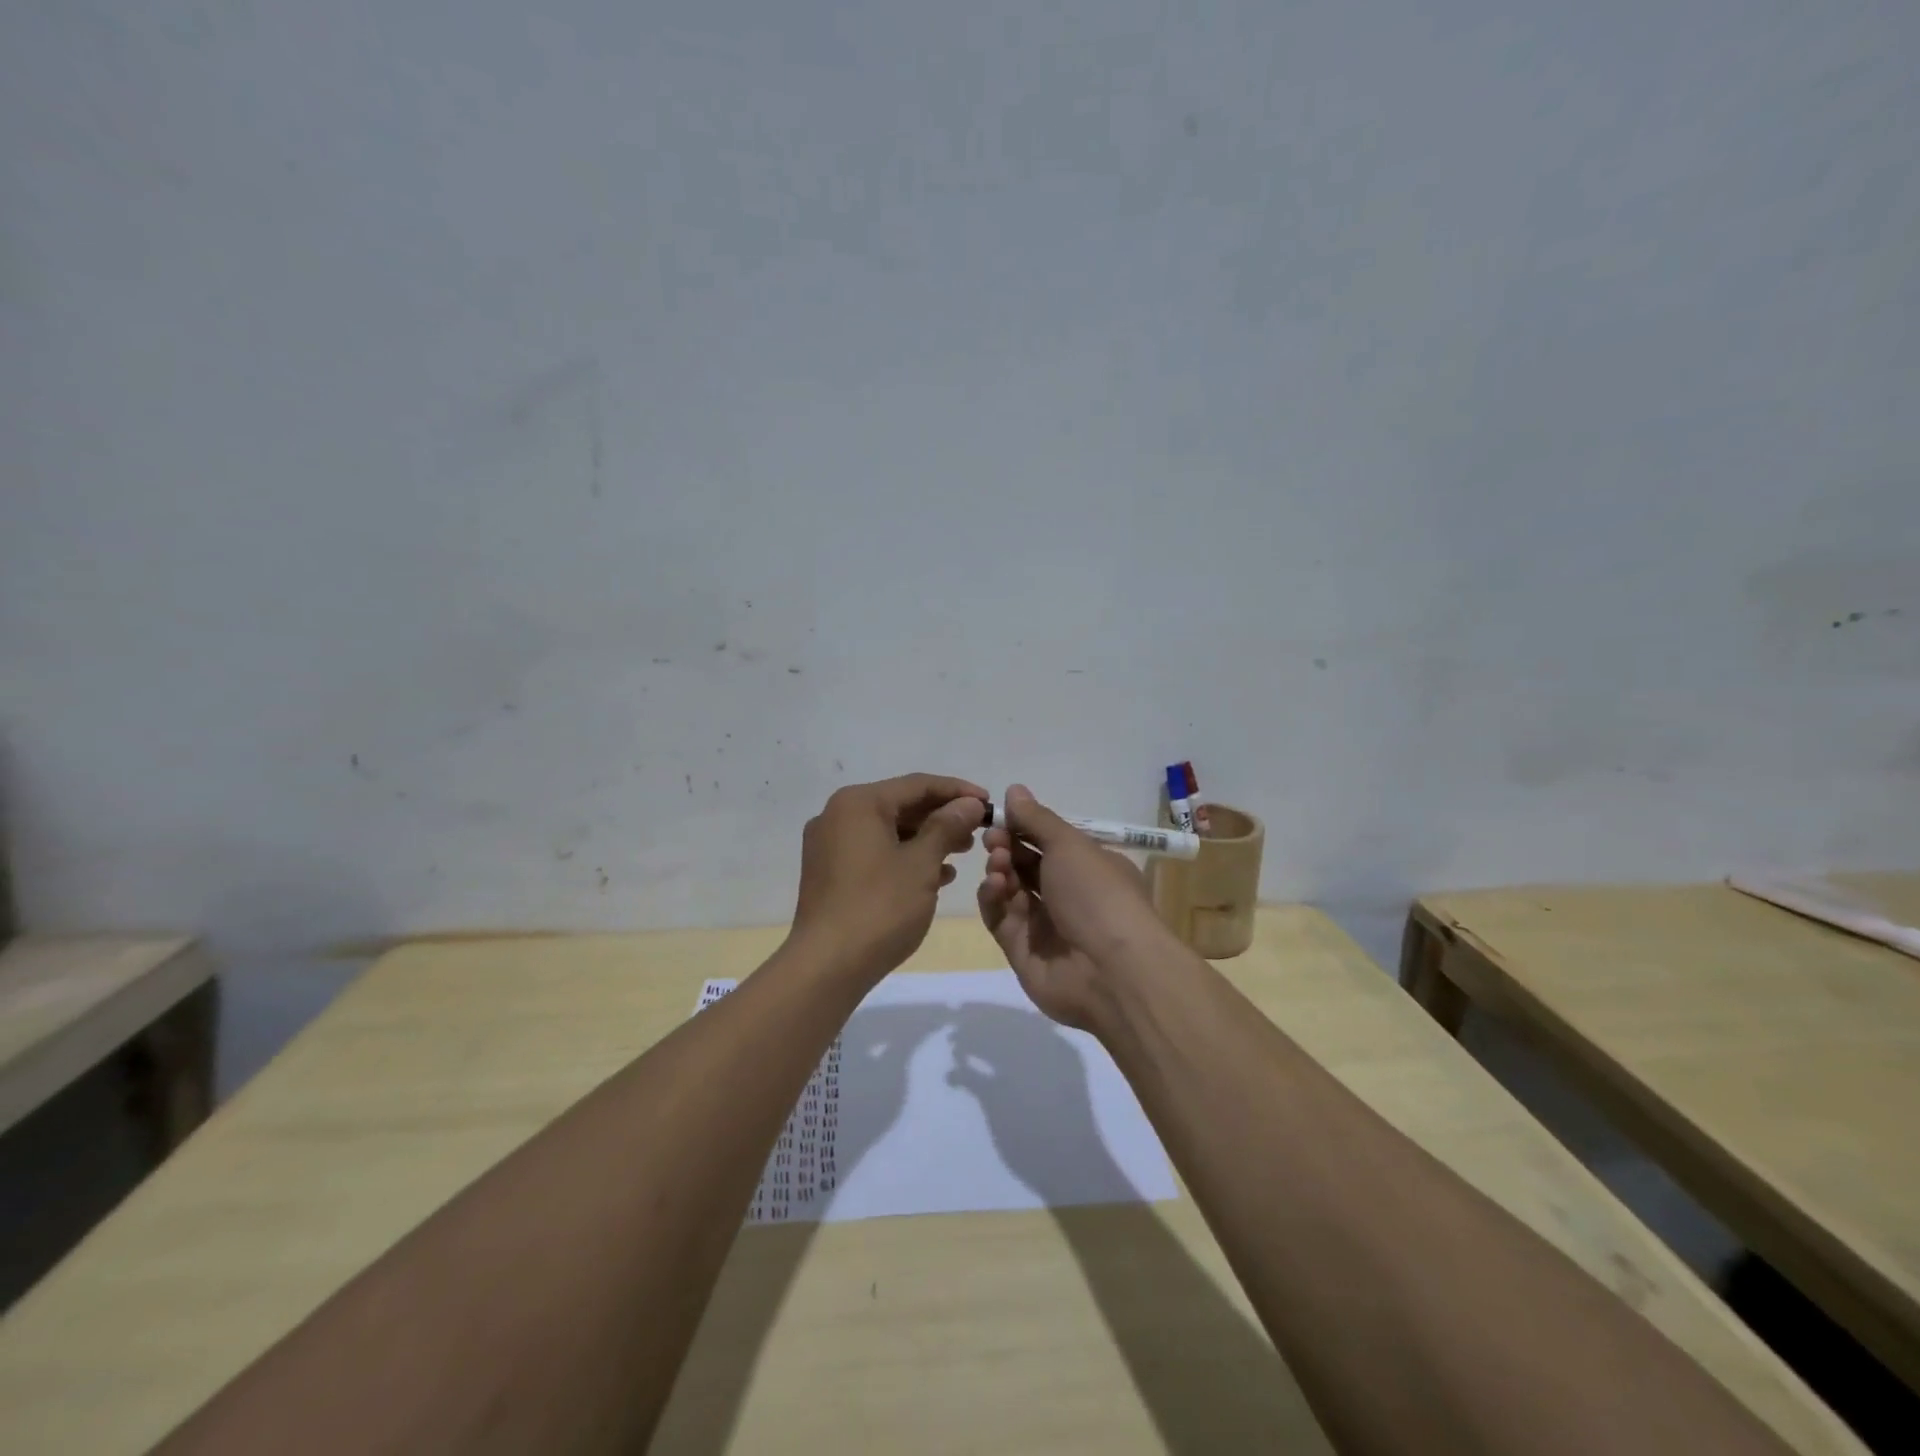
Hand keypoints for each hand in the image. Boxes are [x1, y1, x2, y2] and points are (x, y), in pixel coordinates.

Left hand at [792, 773, 986, 980]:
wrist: (826, 966)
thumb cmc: (879, 908)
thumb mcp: (921, 864)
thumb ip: (947, 826)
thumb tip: (970, 803)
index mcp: (858, 803)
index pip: (917, 784)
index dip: (958, 791)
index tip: (990, 803)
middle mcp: (838, 815)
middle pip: (901, 805)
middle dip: (942, 817)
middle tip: (979, 831)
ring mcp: (829, 845)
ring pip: (888, 831)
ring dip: (926, 839)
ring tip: (962, 853)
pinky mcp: (829, 873)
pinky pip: (874, 852)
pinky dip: (904, 858)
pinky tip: (935, 876)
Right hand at [976, 784, 1175, 1029]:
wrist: (1111, 971)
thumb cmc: (1097, 894)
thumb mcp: (1069, 844)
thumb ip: (1036, 819)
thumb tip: (1013, 789)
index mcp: (1089, 867)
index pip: (1049, 842)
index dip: (1023, 827)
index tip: (999, 816)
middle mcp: (1069, 895)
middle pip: (1027, 865)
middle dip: (1006, 847)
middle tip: (992, 839)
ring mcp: (1046, 925)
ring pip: (1011, 890)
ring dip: (1000, 871)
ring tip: (997, 864)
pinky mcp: (1023, 952)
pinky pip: (1000, 920)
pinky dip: (993, 900)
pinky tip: (993, 887)